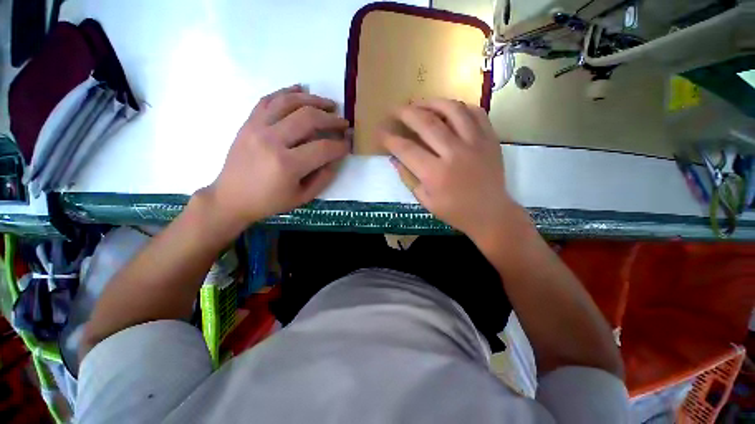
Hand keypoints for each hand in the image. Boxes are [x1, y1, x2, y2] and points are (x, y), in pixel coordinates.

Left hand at [206, 85, 348, 231]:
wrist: (231, 197)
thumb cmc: (270, 201)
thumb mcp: (303, 197)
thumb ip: (324, 177)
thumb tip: (336, 157)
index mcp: (287, 165)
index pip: (323, 148)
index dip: (341, 145)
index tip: (349, 143)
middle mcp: (272, 140)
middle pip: (308, 118)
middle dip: (332, 119)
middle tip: (343, 123)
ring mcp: (257, 127)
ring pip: (289, 102)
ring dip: (314, 100)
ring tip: (329, 104)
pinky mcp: (248, 122)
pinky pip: (268, 99)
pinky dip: (287, 92)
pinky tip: (301, 89)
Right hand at [381, 99, 517, 240]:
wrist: (490, 213)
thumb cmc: (455, 211)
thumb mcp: (426, 201)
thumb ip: (408, 178)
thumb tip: (394, 158)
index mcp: (435, 174)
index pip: (406, 149)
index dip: (389, 138)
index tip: (379, 132)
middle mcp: (454, 153)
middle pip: (426, 123)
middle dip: (405, 113)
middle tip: (394, 110)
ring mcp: (475, 143)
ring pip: (452, 110)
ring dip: (431, 103)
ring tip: (419, 104)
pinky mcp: (490, 139)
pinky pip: (475, 112)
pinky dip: (459, 107)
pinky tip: (449, 109)